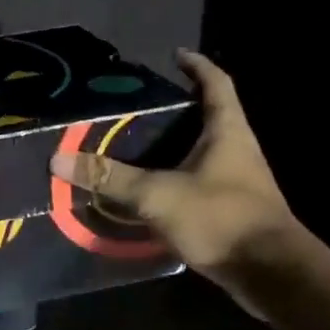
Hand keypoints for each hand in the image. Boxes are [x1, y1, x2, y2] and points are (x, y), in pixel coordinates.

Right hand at [49, 50, 301, 283]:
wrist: (270, 273)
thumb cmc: (220, 218)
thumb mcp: (157, 195)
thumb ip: (110, 178)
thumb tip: (59, 159)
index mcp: (228, 131)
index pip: (216, 83)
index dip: (197, 66)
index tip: (175, 57)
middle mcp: (238, 150)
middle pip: (209, 117)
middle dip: (178, 110)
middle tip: (140, 108)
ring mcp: (239, 182)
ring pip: (204, 153)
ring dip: (176, 148)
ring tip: (137, 147)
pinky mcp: (232, 211)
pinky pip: (200, 184)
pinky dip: (176, 180)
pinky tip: (151, 192)